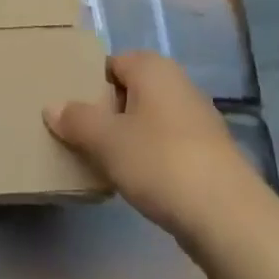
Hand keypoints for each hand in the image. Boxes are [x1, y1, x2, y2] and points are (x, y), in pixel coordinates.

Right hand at [46, 52, 258, 240]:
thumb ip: (76, 120)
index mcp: (152, 67)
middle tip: (81, 139)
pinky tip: (138, 182)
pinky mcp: (208, 152)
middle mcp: (177, 82)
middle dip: (106, 112)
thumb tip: (52, 107)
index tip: (70, 113)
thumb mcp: (106, 140)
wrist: (226, 214)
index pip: (110, 63)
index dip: (88, 85)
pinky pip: (167, 144)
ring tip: (104, 163)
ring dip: (128, 137)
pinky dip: (150, 157)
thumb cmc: (159, 161)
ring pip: (148, 119)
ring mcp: (197, 117)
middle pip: (129, 90)